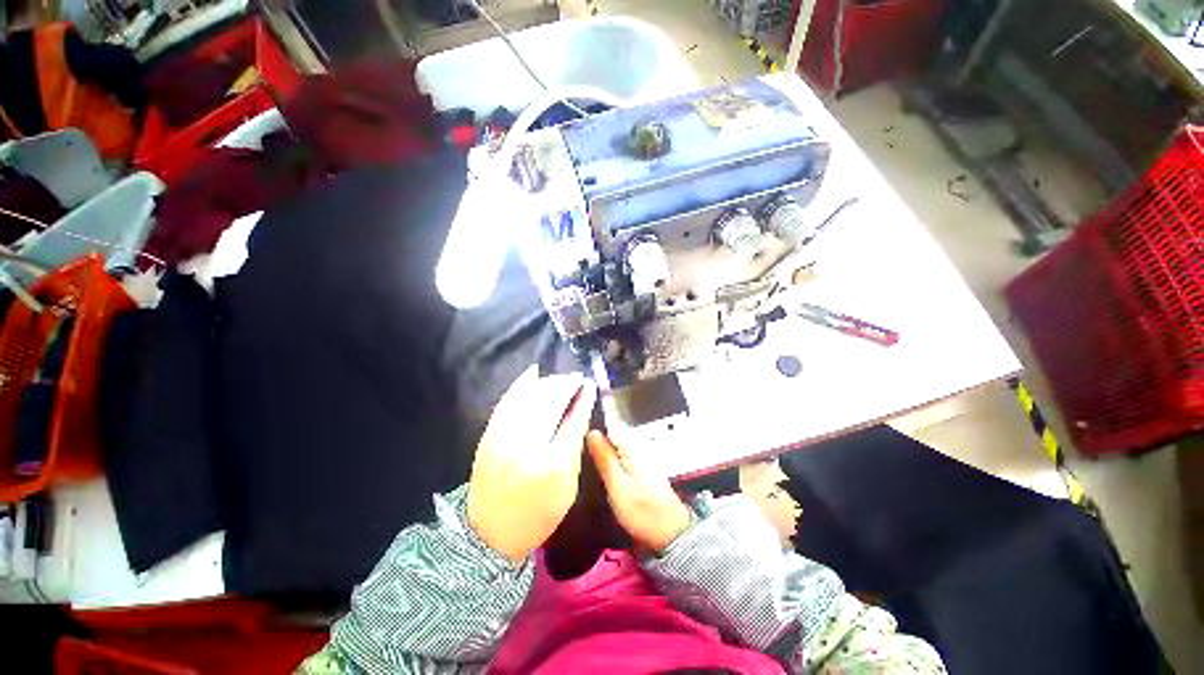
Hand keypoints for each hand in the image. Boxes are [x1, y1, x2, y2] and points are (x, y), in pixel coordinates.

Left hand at [467, 367, 597, 563]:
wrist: (489, 534)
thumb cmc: (537, 514)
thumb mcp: (567, 486)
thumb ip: (574, 447)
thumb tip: (579, 412)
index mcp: (552, 464)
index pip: (572, 420)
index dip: (583, 398)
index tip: (590, 385)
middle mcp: (526, 445)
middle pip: (550, 402)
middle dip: (567, 385)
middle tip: (578, 378)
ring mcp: (503, 437)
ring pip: (529, 396)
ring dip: (549, 382)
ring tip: (562, 379)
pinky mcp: (489, 434)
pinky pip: (507, 399)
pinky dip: (521, 383)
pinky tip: (534, 372)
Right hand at [586, 431, 692, 552]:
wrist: (669, 532)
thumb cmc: (641, 510)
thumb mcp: (617, 485)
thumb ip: (604, 457)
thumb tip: (591, 431)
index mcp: (632, 444)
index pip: (610, 422)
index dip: (592, 424)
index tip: (575, 434)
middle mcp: (638, 443)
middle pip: (612, 431)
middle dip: (596, 438)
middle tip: (576, 452)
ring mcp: (642, 454)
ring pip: (615, 443)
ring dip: (602, 450)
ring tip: (584, 461)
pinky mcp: (642, 466)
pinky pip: (621, 454)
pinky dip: (610, 459)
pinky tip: (600, 471)